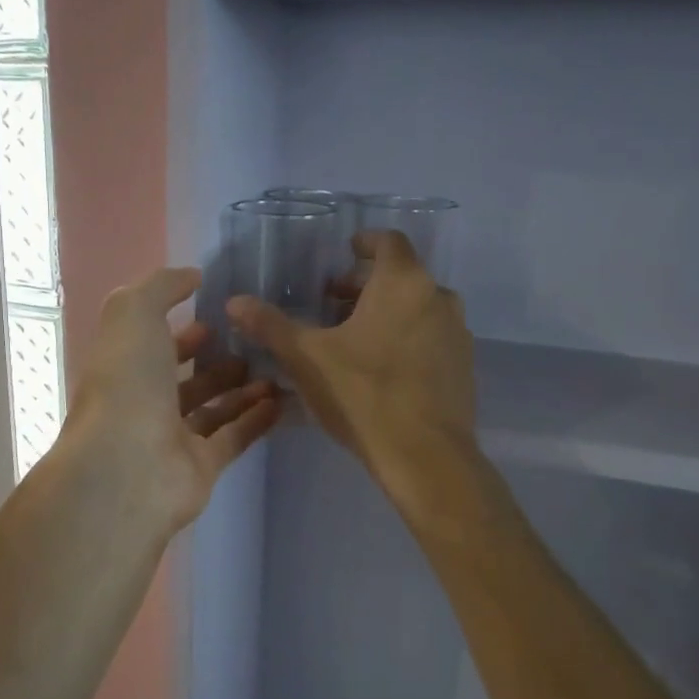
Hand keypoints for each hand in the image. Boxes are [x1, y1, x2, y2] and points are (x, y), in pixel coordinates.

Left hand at [61, 267, 279, 535]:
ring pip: (212, 409)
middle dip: (216, 360)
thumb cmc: (127, 384)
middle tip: (255, 343)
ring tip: (276, 368)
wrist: (129, 467)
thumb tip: (192, 276)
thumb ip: (161, 286)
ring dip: (242, 388)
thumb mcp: (134, 313)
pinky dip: (256, 419)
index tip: (218, 315)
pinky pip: (233, 438)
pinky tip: (283, 400)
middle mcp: (144, 403)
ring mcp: (172, 438)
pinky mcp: (201, 468)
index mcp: (124, 367)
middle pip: (184, 379)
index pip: (153, 344)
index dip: (182, 329)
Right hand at [228, 232, 474, 481]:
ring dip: (386, 313)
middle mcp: (439, 298)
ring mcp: (457, 334)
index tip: (344, 253)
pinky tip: (379, 370)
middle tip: (332, 304)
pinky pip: (430, 338)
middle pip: (401, 276)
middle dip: (365, 285)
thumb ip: (270, 325)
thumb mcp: (306, 358)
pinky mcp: (463, 367)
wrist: (425, 457)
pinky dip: (406, 339)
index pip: (388, 241)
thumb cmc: (363, 394)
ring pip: (417, 308)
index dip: (364, 243)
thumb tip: (235, 302)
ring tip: (351, 339)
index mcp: (404, 283)